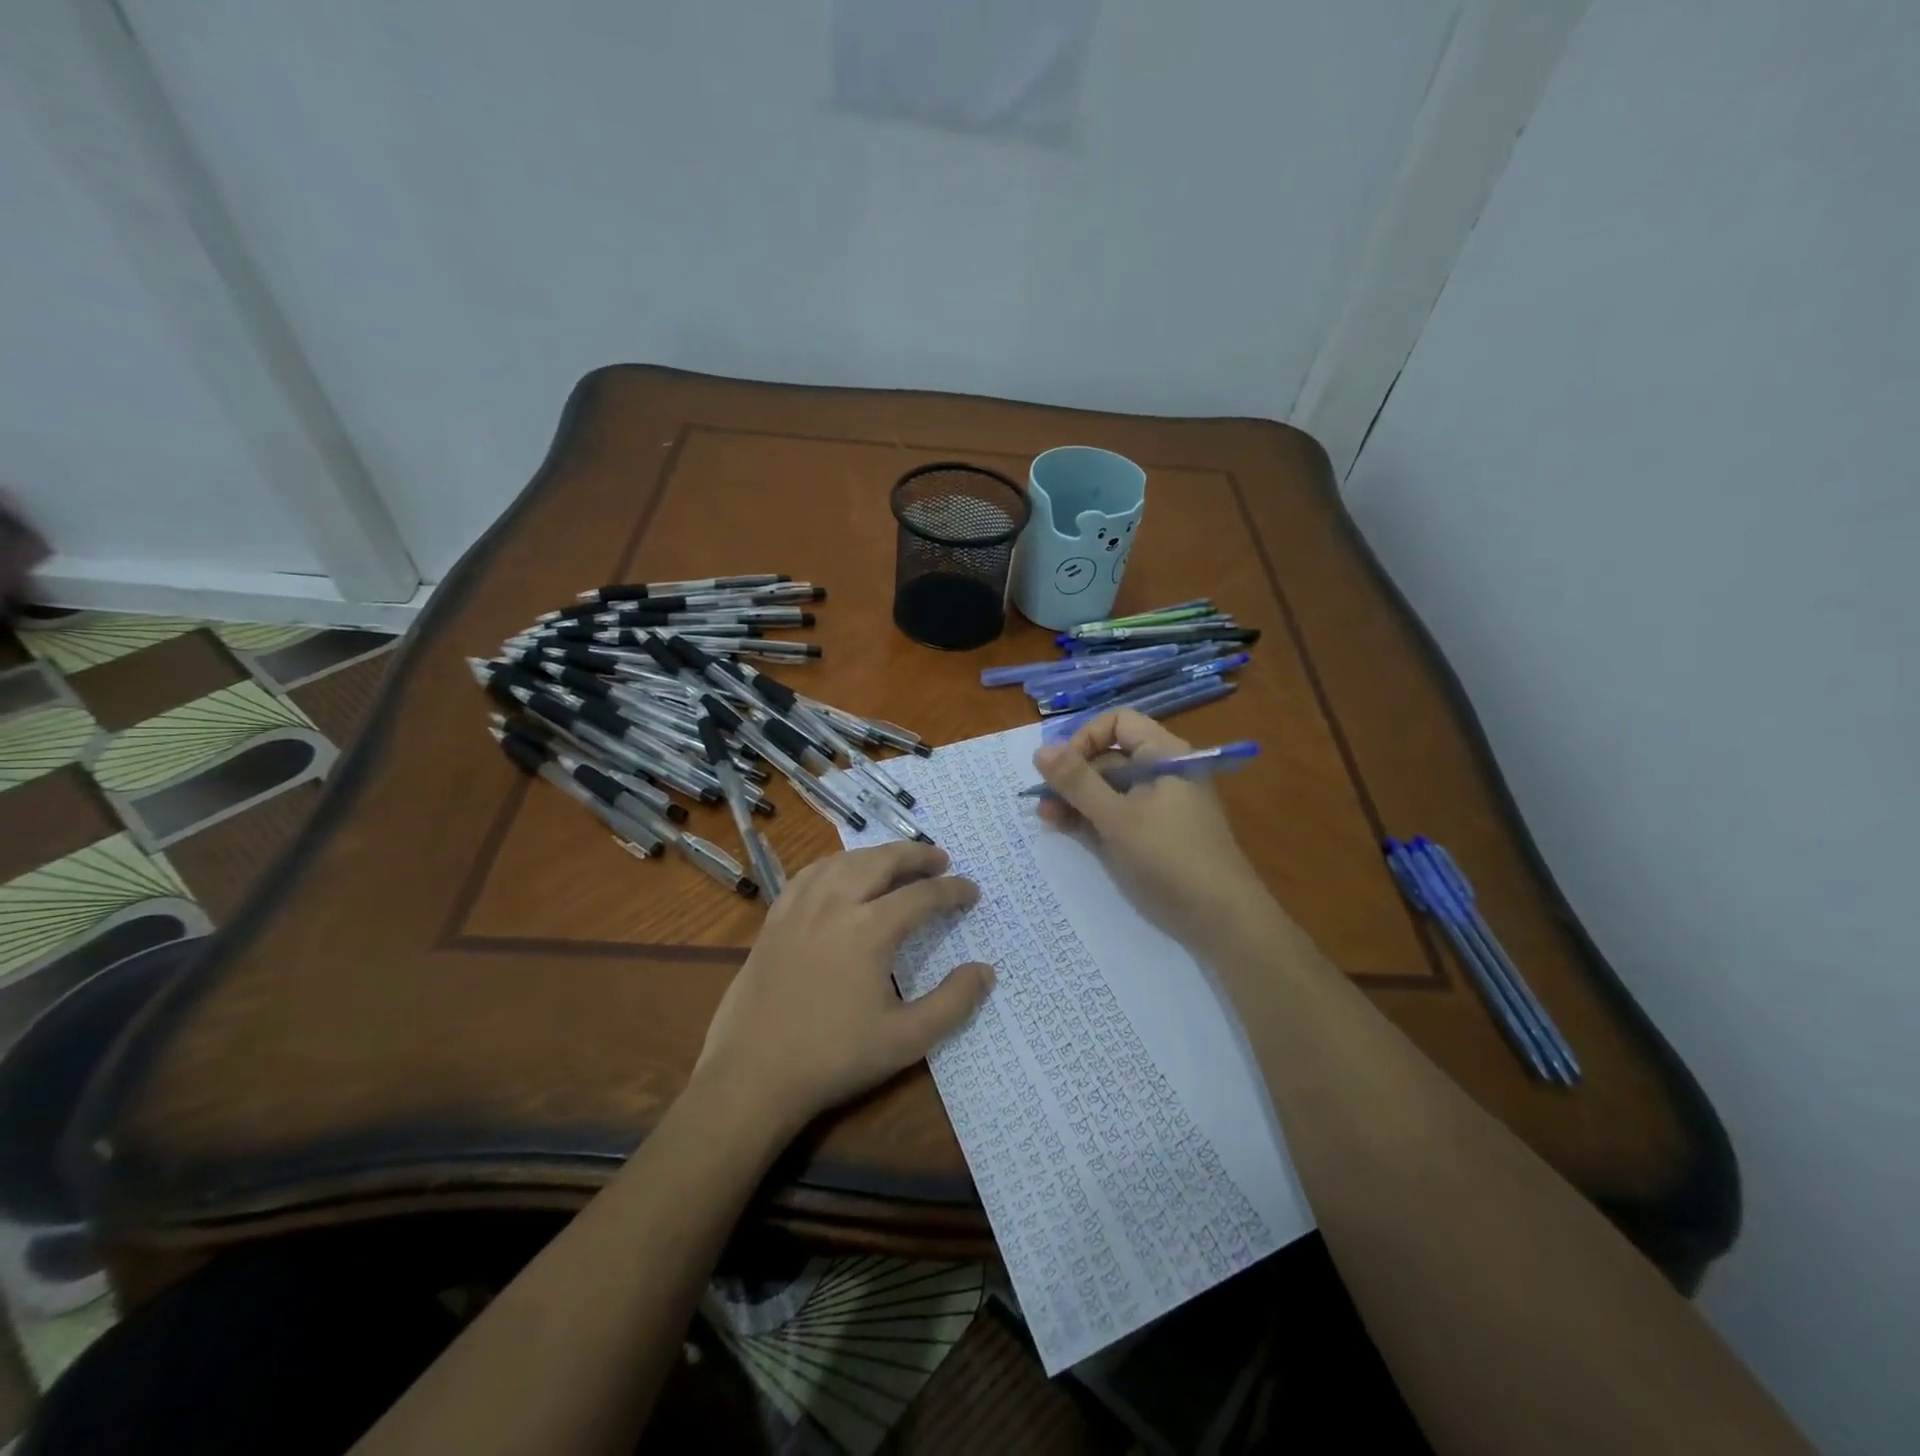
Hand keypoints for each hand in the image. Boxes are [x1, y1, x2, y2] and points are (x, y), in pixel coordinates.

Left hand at [695, 842, 993, 1130]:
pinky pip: (810, 874)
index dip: (952, 890)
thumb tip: (985, 971)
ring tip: (897, 861)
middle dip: (916, 855)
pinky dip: (836, 864)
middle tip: (940, 859)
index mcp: (870, 929)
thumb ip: (952, 1003)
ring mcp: (800, 908)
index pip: (922, 895)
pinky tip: (841, 874)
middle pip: (882, 861)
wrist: (753, 1075)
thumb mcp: (906, 1040)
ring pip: (844, 861)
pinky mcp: (775, 919)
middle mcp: (835, 904)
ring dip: (877, 854)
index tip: (972, 891)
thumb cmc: (834, 1058)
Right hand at [1034, 709, 1268, 950]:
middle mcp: (1162, 772)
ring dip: (1076, 799)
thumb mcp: (1116, 817)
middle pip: (1109, 756)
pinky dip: (1091, 817)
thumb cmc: (1169, 857)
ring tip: (1047, 819)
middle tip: (1043, 802)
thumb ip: (1077, 782)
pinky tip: (1066, 829)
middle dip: (1073, 775)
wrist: (1220, 918)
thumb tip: (1040, 749)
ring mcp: (1158, 803)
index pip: (1117, 723)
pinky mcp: (1153, 832)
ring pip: (1108, 787)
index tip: (1060, 769)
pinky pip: (1116, 812)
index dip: (1084, 739)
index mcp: (1164, 754)